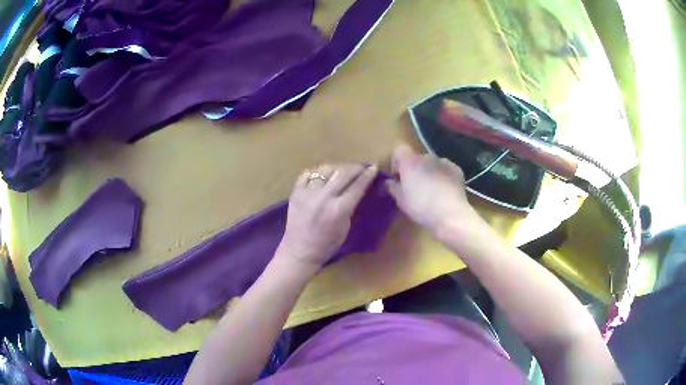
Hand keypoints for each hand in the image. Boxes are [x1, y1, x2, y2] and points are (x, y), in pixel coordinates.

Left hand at [277, 164, 377, 269]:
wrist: (300, 251)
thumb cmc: (327, 244)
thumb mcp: (346, 227)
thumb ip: (351, 206)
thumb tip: (357, 189)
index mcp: (339, 210)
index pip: (357, 186)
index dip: (367, 175)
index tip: (373, 168)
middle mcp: (323, 198)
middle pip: (343, 173)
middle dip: (354, 168)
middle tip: (360, 167)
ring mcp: (307, 194)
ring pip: (325, 170)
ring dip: (336, 168)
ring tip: (340, 171)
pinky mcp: (295, 193)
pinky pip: (307, 174)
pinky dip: (316, 173)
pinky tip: (321, 176)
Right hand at [386, 145, 482, 236]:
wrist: (450, 213)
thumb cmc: (421, 206)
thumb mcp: (401, 200)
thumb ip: (392, 187)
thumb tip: (389, 182)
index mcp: (409, 162)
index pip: (399, 150)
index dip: (396, 162)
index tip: (397, 177)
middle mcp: (426, 157)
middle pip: (416, 158)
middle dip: (414, 169)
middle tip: (413, 187)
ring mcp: (443, 161)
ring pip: (431, 164)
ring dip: (429, 172)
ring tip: (431, 190)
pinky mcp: (456, 169)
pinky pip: (445, 169)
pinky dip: (443, 176)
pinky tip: (444, 190)